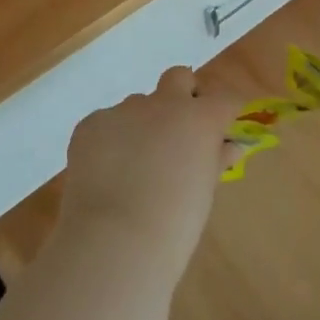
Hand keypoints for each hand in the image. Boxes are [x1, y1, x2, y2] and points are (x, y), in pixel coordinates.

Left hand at [58, 67, 243, 281]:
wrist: (114, 242)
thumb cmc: (173, 227)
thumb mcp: (204, 194)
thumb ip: (215, 161)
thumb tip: (228, 146)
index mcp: (199, 119)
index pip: (224, 99)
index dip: (225, 112)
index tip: (221, 129)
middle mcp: (164, 104)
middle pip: (179, 77)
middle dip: (182, 95)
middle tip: (177, 131)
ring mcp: (124, 110)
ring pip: (138, 104)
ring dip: (142, 124)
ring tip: (133, 167)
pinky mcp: (92, 122)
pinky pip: (106, 124)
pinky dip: (110, 142)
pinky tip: (105, 175)